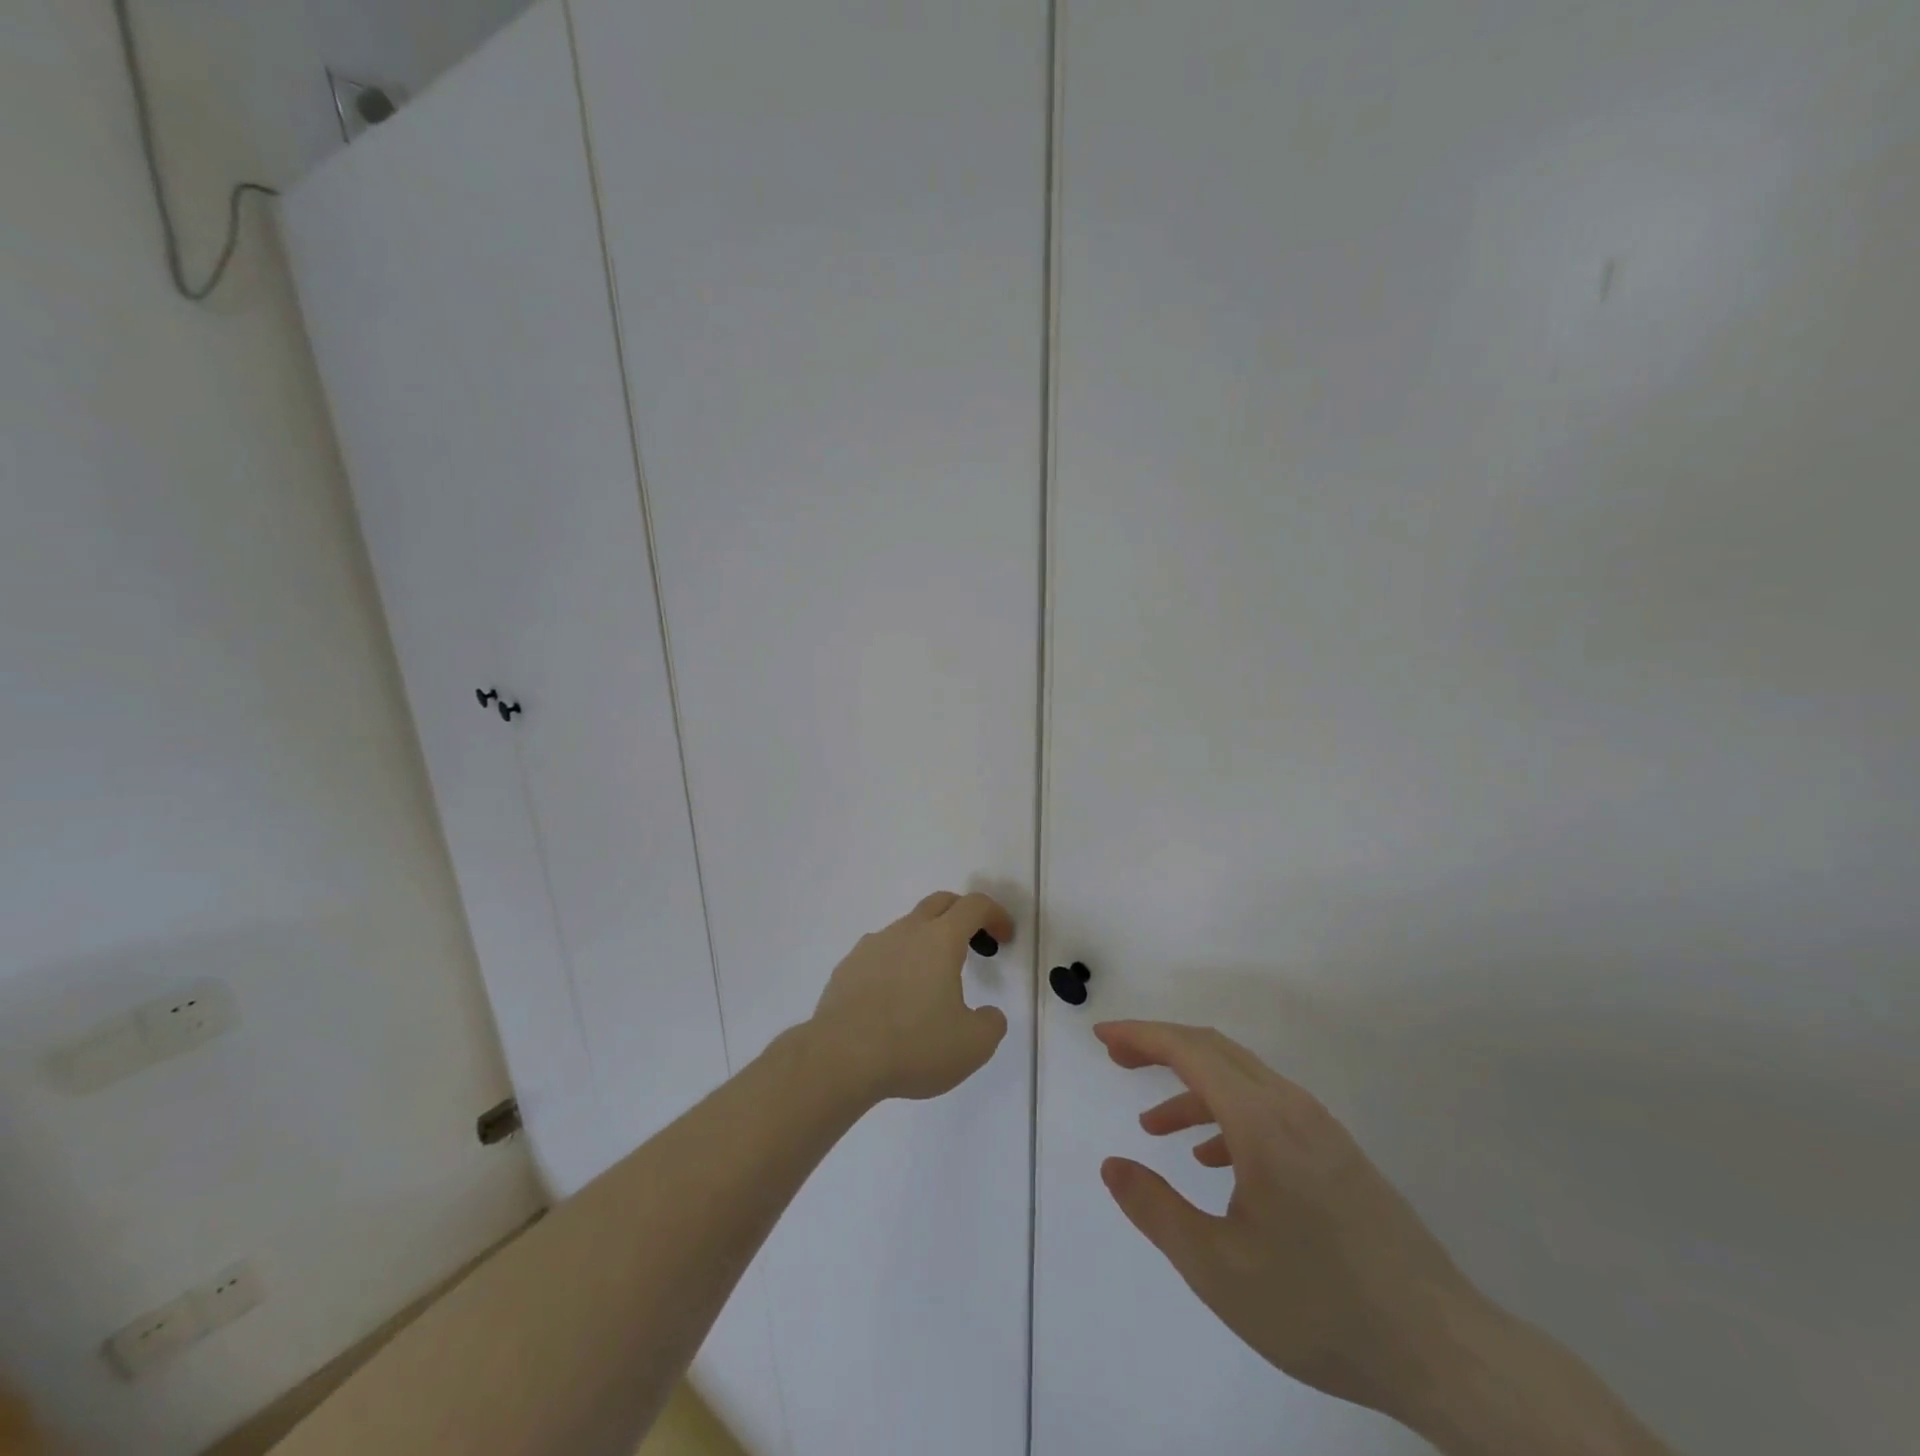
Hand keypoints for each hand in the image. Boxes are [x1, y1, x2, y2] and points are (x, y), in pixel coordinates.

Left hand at [809, 892, 1013, 1102]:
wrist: (839, 1059)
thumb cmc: (913, 1046)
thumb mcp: (972, 1045)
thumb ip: (991, 1024)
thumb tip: (988, 1015)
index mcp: (940, 940)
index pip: (974, 906)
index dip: (995, 915)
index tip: (1004, 937)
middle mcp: (905, 931)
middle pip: (940, 903)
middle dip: (962, 915)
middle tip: (975, 943)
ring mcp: (871, 946)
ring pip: (907, 928)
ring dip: (927, 942)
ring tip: (932, 983)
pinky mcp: (847, 967)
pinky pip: (880, 953)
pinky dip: (897, 964)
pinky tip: (895, 1000)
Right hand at [1095, 1020, 1480, 1424]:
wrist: (1442, 1350)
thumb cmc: (1320, 1307)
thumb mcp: (1218, 1269)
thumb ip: (1156, 1210)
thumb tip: (1112, 1164)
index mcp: (1260, 1122)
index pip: (1189, 1051)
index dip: (1140, 1036)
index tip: (1102, 1038)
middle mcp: (1290, 1107)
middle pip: (1214, 1050)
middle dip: (1160, 1046)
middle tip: (1117, 1060)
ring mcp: (1319, 1128)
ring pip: (1241, 1079)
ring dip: (1192, 1087)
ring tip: (1154, 1125)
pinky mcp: (1337, 1153)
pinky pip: (1267, 1108)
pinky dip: (1226, 1114)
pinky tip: (1214, 1160)